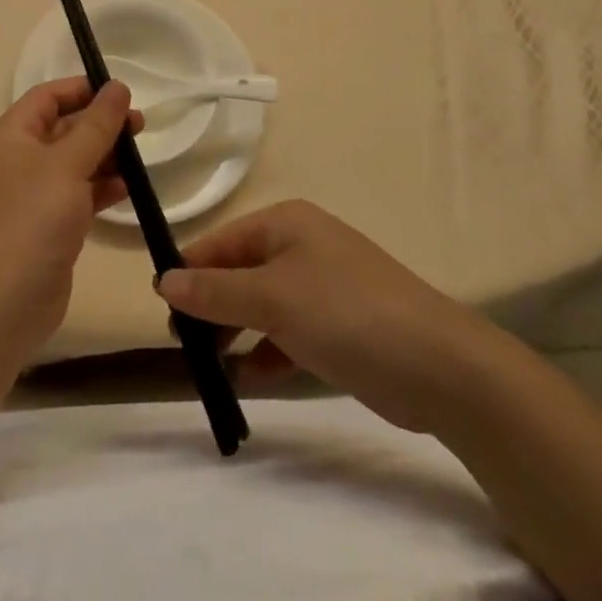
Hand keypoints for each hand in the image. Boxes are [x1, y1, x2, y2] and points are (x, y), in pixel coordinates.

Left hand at [0, 78, 136, 356]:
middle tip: (140, 126)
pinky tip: (127, 187)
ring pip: (74, 161)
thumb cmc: (34, 217)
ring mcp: (33, 193)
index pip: (48, 96)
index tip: (121, 94)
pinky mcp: (48, 223)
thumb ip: (97, 124)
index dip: (83, 90)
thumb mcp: (69, 163)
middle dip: (101, 124)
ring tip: (139, 156)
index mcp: (12, 135)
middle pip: (64, 127)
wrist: (7, 299)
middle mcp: (19, 158)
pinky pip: (78, 192)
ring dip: (105, 155)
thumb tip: (118, 87)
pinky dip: (101, 187)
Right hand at [156, 200, 504, 433]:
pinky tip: (247, 377)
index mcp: (285, 223)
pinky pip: (288, 332)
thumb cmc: (345, 312)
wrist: (439, 365)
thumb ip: (214, 292)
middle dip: (211, 305)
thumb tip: (163, 281)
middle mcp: (302, 246)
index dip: (190, 271)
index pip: (221, 241)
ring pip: (263, 304)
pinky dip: (266, 350)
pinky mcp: (340, 326)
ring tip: (209, 365)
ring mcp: (323, 286)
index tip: (162, 310)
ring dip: (235, 331)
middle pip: (240, 271)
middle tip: (184, 344)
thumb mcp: (271, 299)